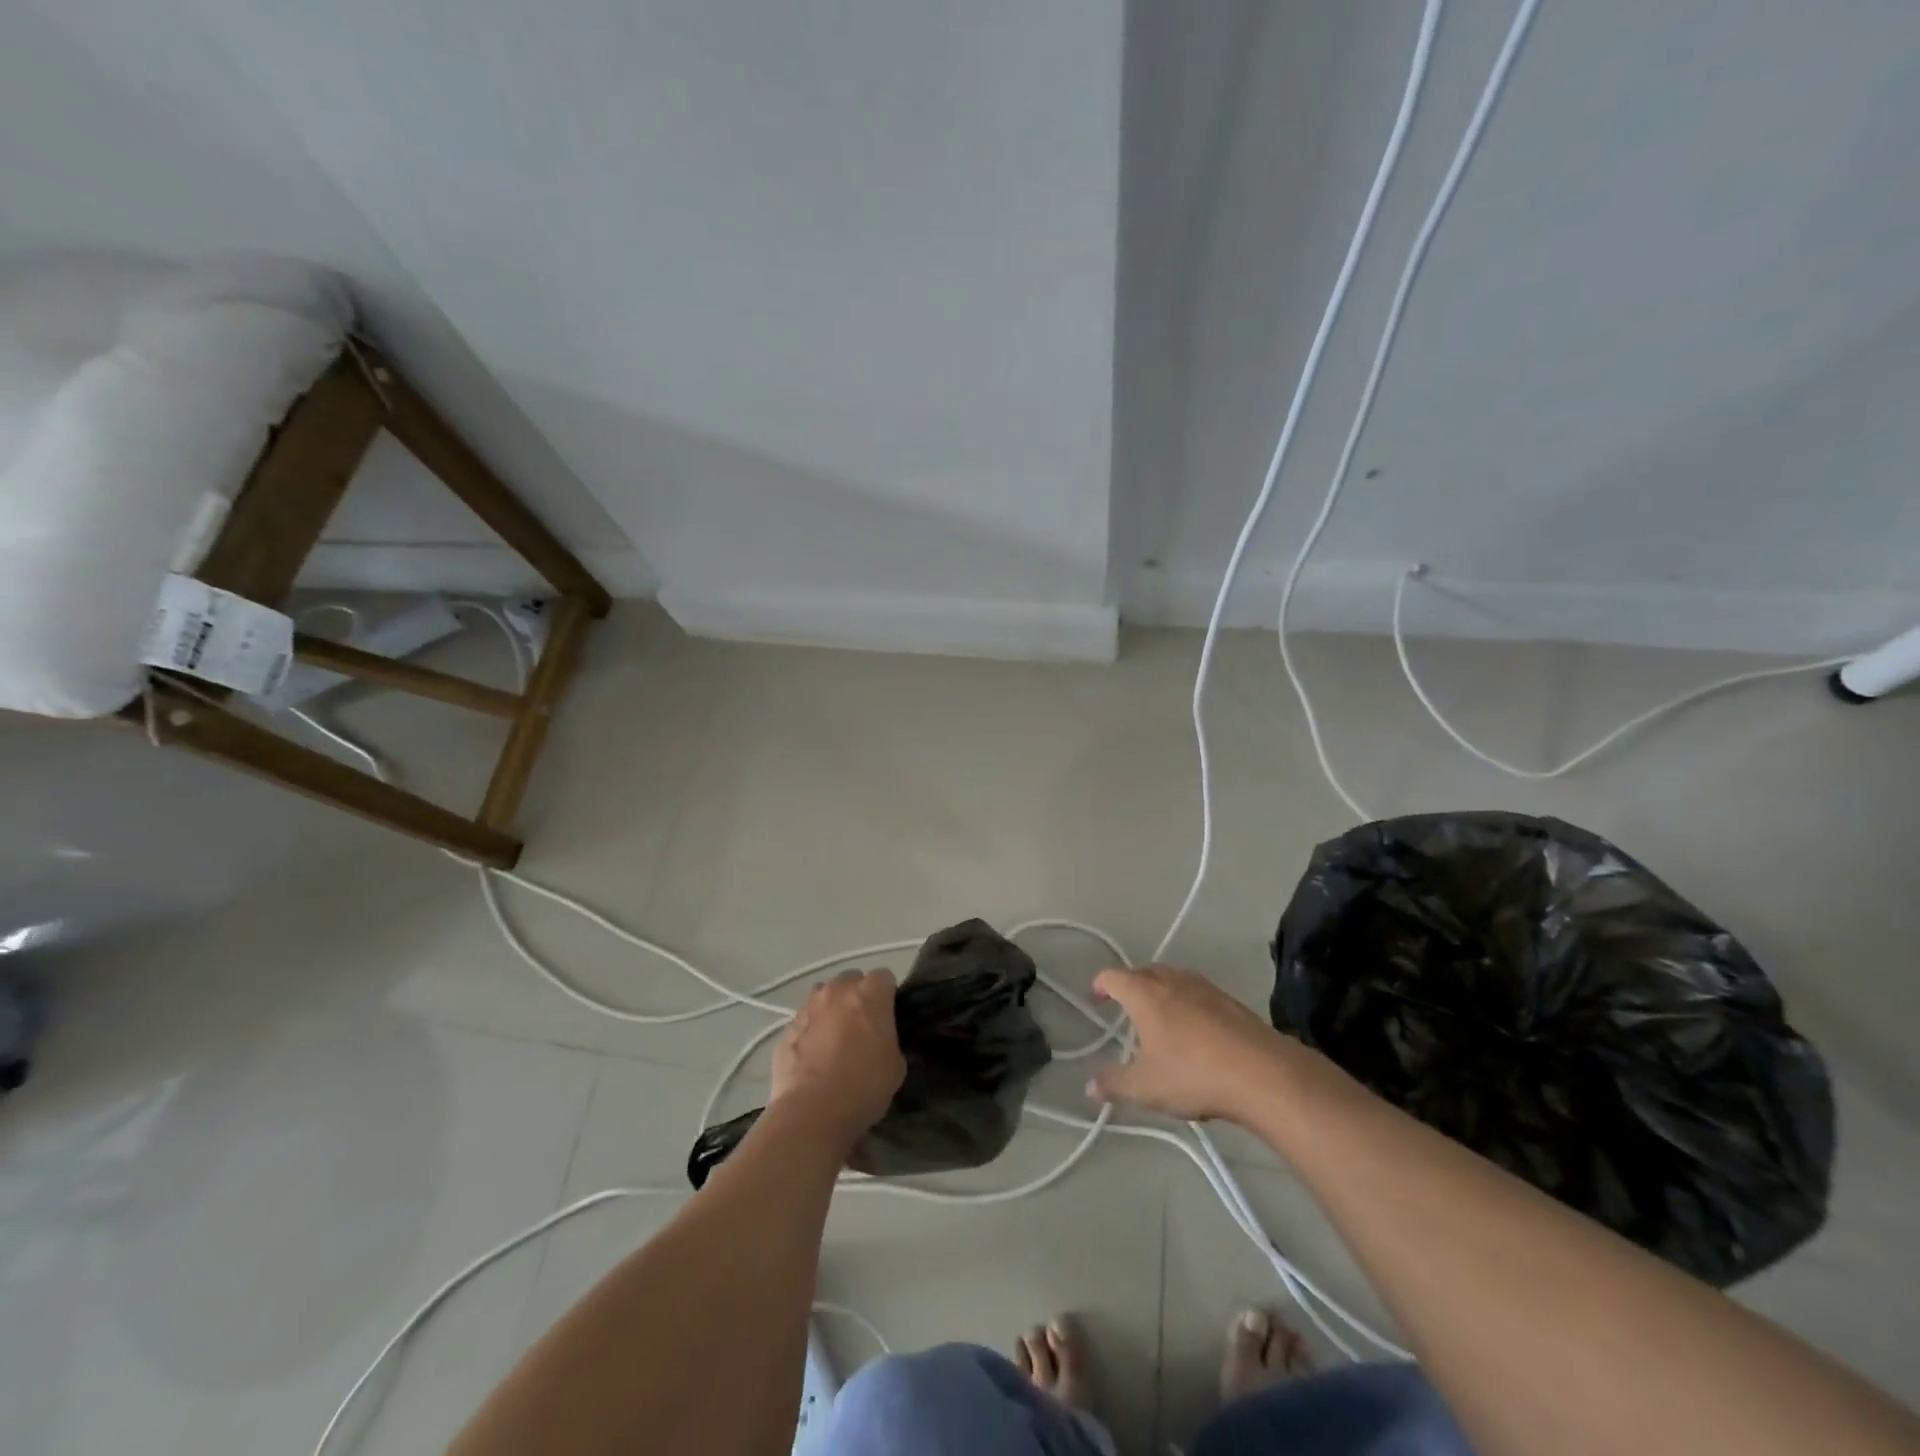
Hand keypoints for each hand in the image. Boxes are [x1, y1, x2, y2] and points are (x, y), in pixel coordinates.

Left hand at [770, 969, 906, 1147]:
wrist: (812, 1112)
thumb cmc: (863, 1086)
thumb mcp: (895, 1066)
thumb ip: (889, 1041)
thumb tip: (880, 1042)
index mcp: (869, 995)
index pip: (884, 977)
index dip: (887, 995)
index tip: (889, 1014)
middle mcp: (837, 991)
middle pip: (851, 979)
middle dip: (857, 995)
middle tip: (862, 1024)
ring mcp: (808, 1007)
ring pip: (823, 995)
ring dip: (831, 1008)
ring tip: (834, 1037)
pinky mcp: (787, 1029)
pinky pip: (804, 1020)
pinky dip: (810, 1031)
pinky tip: (813, 1056)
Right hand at [1086, 965, 1292, 1122]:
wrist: (1262, 1073)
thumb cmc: (1192, 1074)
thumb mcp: (1145, 1087)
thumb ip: (1114, 1084)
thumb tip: (1090, 1086)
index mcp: (1145, 993)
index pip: (1114, 977)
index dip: (1101, 985)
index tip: (1096, 998)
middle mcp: (1172, 981)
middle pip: (1144, 972)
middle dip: (1131, 985)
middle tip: (1125, 1007)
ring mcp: (1205, 988)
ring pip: (1174, 979)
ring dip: (1161, 991)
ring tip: (1159, 1018)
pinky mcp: (1231, 1001)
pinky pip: (1198, 993)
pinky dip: (1188, 1003)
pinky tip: (1195, 1032)